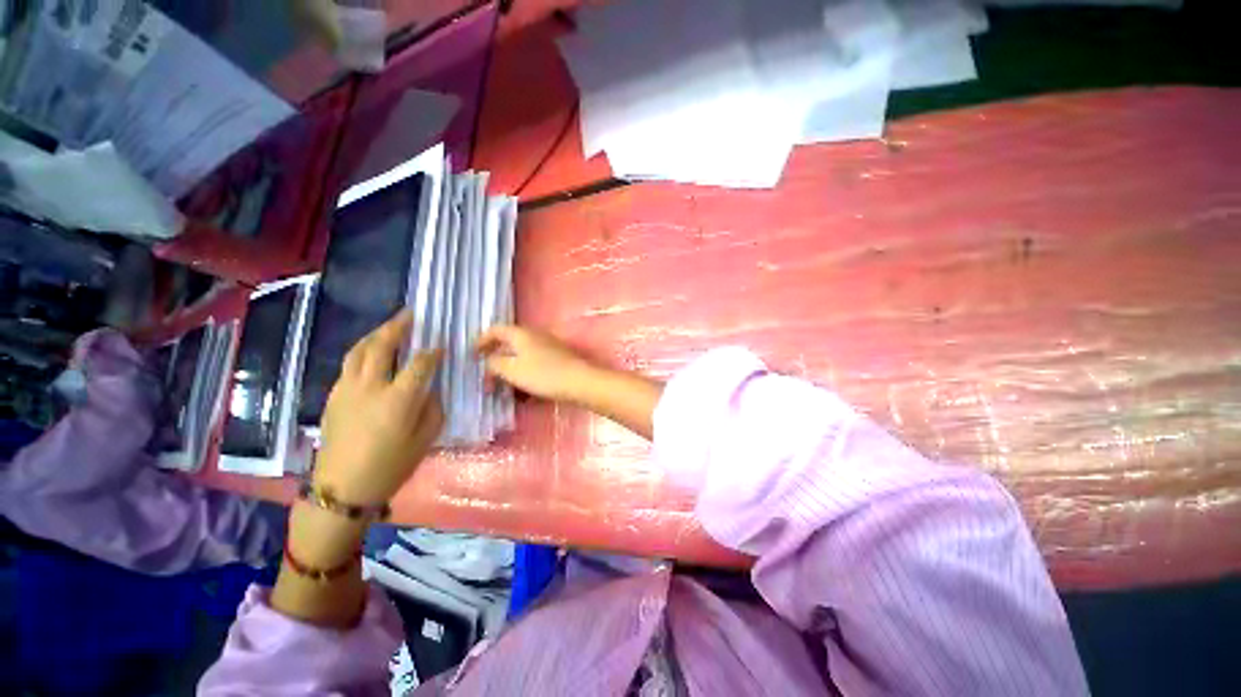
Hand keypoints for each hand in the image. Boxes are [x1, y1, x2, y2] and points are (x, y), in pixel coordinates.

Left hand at [316, 311, 443, 505]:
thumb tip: (429, 390)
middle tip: (410, 314)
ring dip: (376, 334)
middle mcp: (370, 386)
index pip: (420, 363)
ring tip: (389, 327)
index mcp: (398, 399)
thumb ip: (432, 408)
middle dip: (398, 326)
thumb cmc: (391, 466)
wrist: (342, 489)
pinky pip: (349, 365)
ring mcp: (347, 389)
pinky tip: (371, 354)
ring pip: (359, 351)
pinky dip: (362, 352)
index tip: (441, 346)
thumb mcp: (426, 439)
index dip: (433, 352)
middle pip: (382, 346)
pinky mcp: (333, 396)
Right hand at [475, 326, 596, 402]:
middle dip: (496, 360)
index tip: (472, 355)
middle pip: (509, 344)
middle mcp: (534, 336)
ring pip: (522, 356)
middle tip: (487, 377)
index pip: (495, 330)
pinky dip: (525, 375)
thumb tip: (488, 361)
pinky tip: (525, 394)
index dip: (481, 341)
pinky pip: (535, 365)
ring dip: (511, 371)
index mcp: (521, 333)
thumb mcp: (512, 370)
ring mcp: (548, 347)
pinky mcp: (557, 360)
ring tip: (504, 389)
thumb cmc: (543, 375)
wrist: (580, 382)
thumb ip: (494, 364)